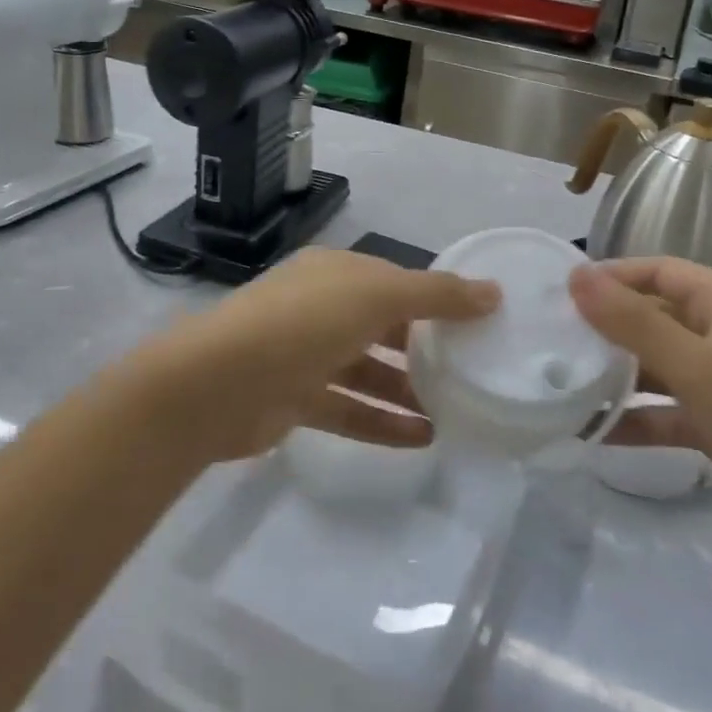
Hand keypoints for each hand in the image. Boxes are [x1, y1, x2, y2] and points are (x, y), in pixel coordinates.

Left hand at [138, 248, 498, 463]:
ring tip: (455, 411)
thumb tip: (493, 292)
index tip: (477, 322)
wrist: (217, 383)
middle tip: (470, 370)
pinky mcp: (293, 400)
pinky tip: (423, 439)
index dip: (435, 298)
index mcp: (335, 273)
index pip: (394, 281)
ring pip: (367, 371)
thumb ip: (436, 295)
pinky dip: (382, 422)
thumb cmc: (304, 323)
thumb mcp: (377, 296)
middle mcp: (319, 308)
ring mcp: (304, 355)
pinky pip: (348, 409)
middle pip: (381, 326)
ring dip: (407, 390)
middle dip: (423, 347)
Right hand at [568, 257, 711, 554]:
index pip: (659, 272)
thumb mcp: (697, 365)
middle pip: (654, 318)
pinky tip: (592, 431)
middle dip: (607, 328)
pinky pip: (666, 412)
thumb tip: (577, 276)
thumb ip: (633, 322)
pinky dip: (635, 419)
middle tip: (553, 339)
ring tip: (562, 383)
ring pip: (657, 367)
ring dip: (616, 376)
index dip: (613, 276)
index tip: (564, 292)